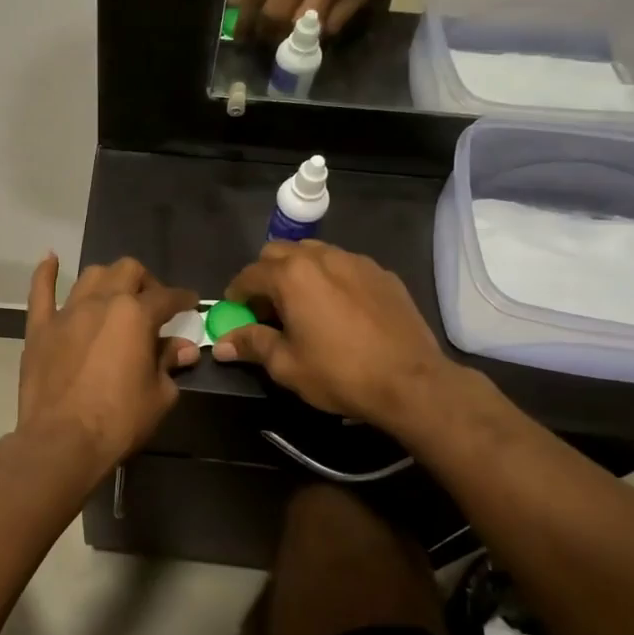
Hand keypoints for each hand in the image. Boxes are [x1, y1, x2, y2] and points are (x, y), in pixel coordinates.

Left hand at [18, 254, 198, 476]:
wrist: (62, 442)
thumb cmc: (118, 420)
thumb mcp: (159, 395)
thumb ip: (169, 363)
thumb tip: (183, 348)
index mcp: (135, 315)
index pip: (167, 297)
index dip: (183, 299)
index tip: (190, 303)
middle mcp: (102, 302)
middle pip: (128, 271)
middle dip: (146, 282)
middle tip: (153, 304)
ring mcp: (66, 312)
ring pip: (91, 276)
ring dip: (109, 279)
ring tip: (115, 294)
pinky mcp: (39, 328)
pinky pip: (40, 291)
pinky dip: (46, 273)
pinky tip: (51, 259)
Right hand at [211, 241, 456, 431]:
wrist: (412, 382)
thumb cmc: (340, 373)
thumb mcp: (287, 365)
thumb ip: (252, 344)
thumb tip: (222, 344)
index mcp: (291, 275)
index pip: (249, 274)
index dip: (237, 294)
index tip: (236, 312)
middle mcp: (321, 257)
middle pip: (279, 252)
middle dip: (266, 275)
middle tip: (268, 308)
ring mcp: (355, 261)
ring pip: (314, 252)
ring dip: (298, 271)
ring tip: (303, 304)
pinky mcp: (382, 273)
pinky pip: (344, 265)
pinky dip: (331, 278)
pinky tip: (339, 308)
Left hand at [238, 0, 405, 40]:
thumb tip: (237, 3)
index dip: (246, 21)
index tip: (241, 37)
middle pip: (278, 13)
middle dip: (266, 32)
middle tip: (264, 38)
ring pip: (304, 25)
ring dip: (292, 37)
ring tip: (287, 38)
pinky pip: (332, 25)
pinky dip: (319, 32)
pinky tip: (315, 28)